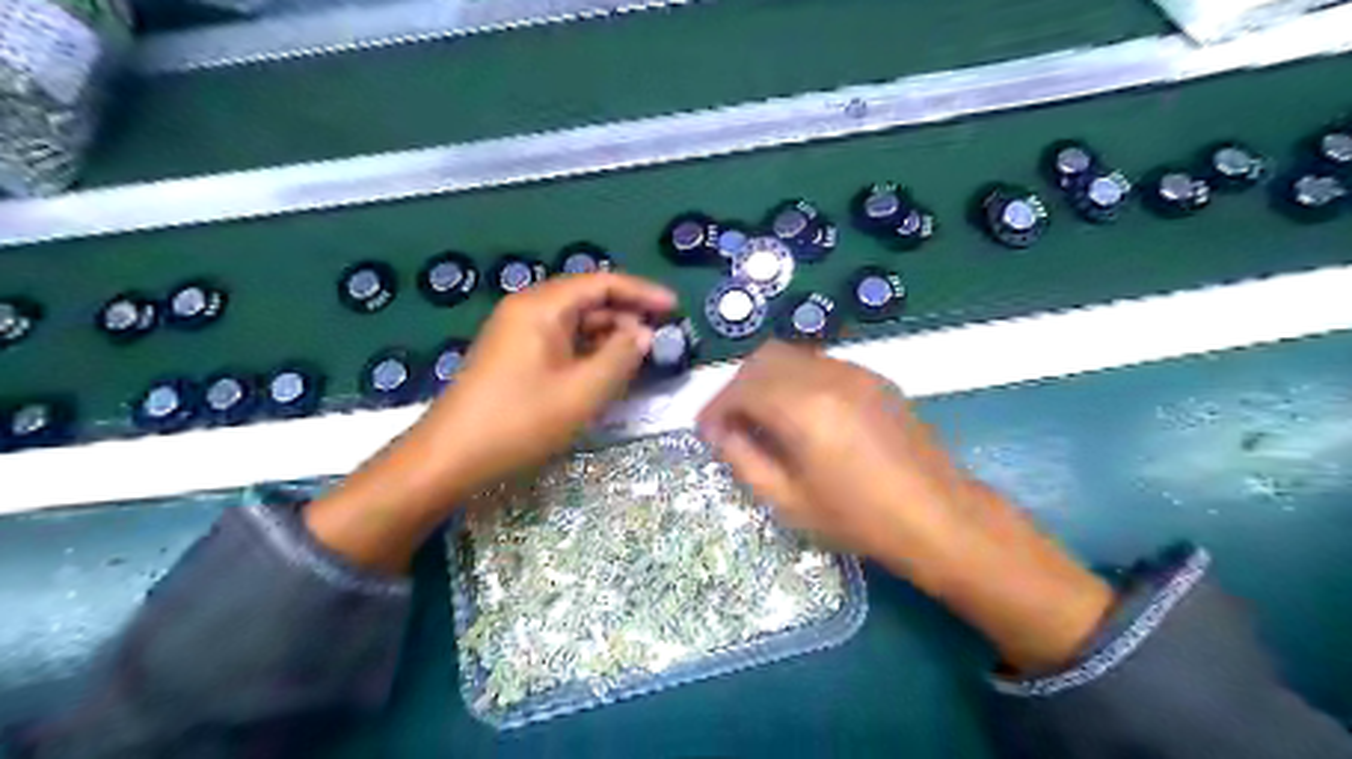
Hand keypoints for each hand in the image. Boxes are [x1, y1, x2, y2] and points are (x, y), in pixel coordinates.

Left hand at [421, 272, 675, 492]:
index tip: (675, 308)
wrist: (450, 456)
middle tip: (661, 338)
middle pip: (588, 299)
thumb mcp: (582, 391)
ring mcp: (517, 332)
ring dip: (609, 335)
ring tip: (640, 356)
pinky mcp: (513, 355)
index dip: (642, 292)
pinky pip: (560, 341)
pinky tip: (606, 370)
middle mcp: (528, 309)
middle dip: (627, 315)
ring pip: (575, 322)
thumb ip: (620, 357)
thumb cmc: (520, 420)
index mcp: (543, 306)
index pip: (602, 283)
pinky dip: (588, 350)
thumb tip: (643, 333)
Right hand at [695, 341, 1108, 672]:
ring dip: (766, 379)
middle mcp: (826, 376)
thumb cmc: (859, 519)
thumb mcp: (789, 501)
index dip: (715, 407)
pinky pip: (819, 363)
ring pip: (791, 354)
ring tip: (763, 418)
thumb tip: (721, 433)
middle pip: (762, 358)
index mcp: (803, 409)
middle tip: (732, 423)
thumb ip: (744, 460)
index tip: (707, 432)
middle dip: (737, 386)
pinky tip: (801, 414)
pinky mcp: (873, 377)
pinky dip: (795, 378)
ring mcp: (854, 372)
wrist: (938, 516)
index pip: (741, 387)